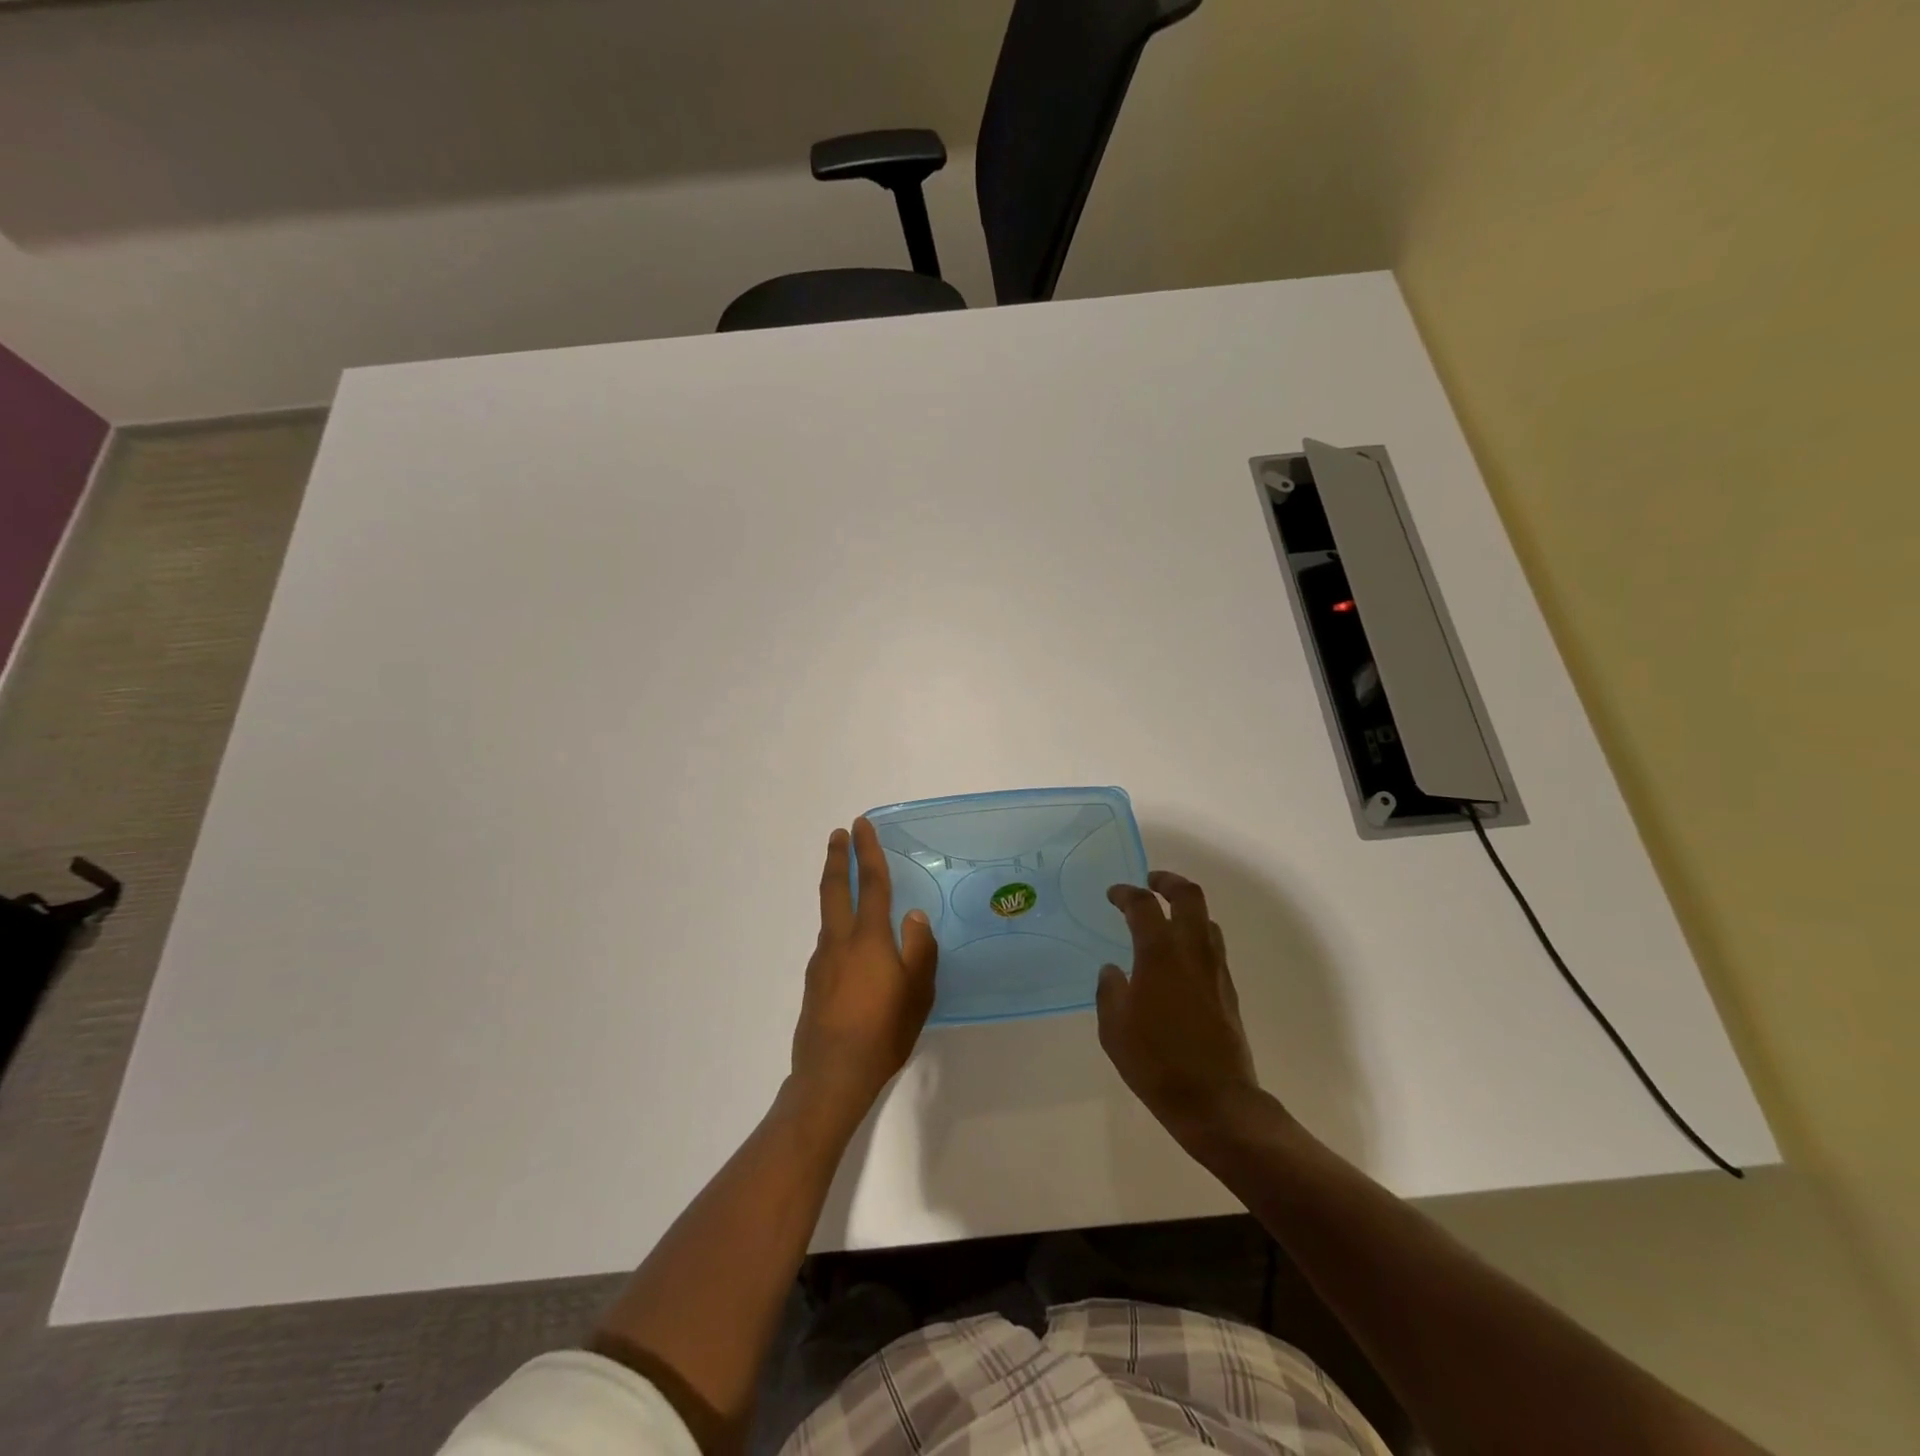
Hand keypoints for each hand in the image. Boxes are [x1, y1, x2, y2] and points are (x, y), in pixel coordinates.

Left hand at [790, 818, 937, 1123]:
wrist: (832, 1075)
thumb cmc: (884, 1032)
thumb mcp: (918, 992)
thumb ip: (919, 949)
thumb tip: (914, 916)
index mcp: (868, 938)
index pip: (871, 883)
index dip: (868, 851)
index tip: (861, 824)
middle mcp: (840, 941)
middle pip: (835, 889)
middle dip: (838, 858)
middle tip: (839, 834)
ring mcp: (822, 962)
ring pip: (829, 916)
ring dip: (836, 891)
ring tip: (851, 888)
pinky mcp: (814, 983)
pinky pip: (829, 944)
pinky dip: (839, 928)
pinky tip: (853, 949)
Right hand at [1097, 870, 1261, 1140]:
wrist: (1215, 1101)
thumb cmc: (1156, 1062)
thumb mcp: (1114, 1028)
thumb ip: (1109, 991)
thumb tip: (1113, 971)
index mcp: (1159, 954)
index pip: (1143, 905)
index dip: (1126, 893)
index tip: (1113, 894)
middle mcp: (1192, 952)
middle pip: (1189, 896)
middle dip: (1168, 881)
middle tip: (1151, 881)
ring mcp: (1215, 970)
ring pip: (1206, 921)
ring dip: (1186, 909)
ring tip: (1166, 917)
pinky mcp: (1228, 991)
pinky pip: (1212, 947)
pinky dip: (1195, 935)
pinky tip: (1179, 957)